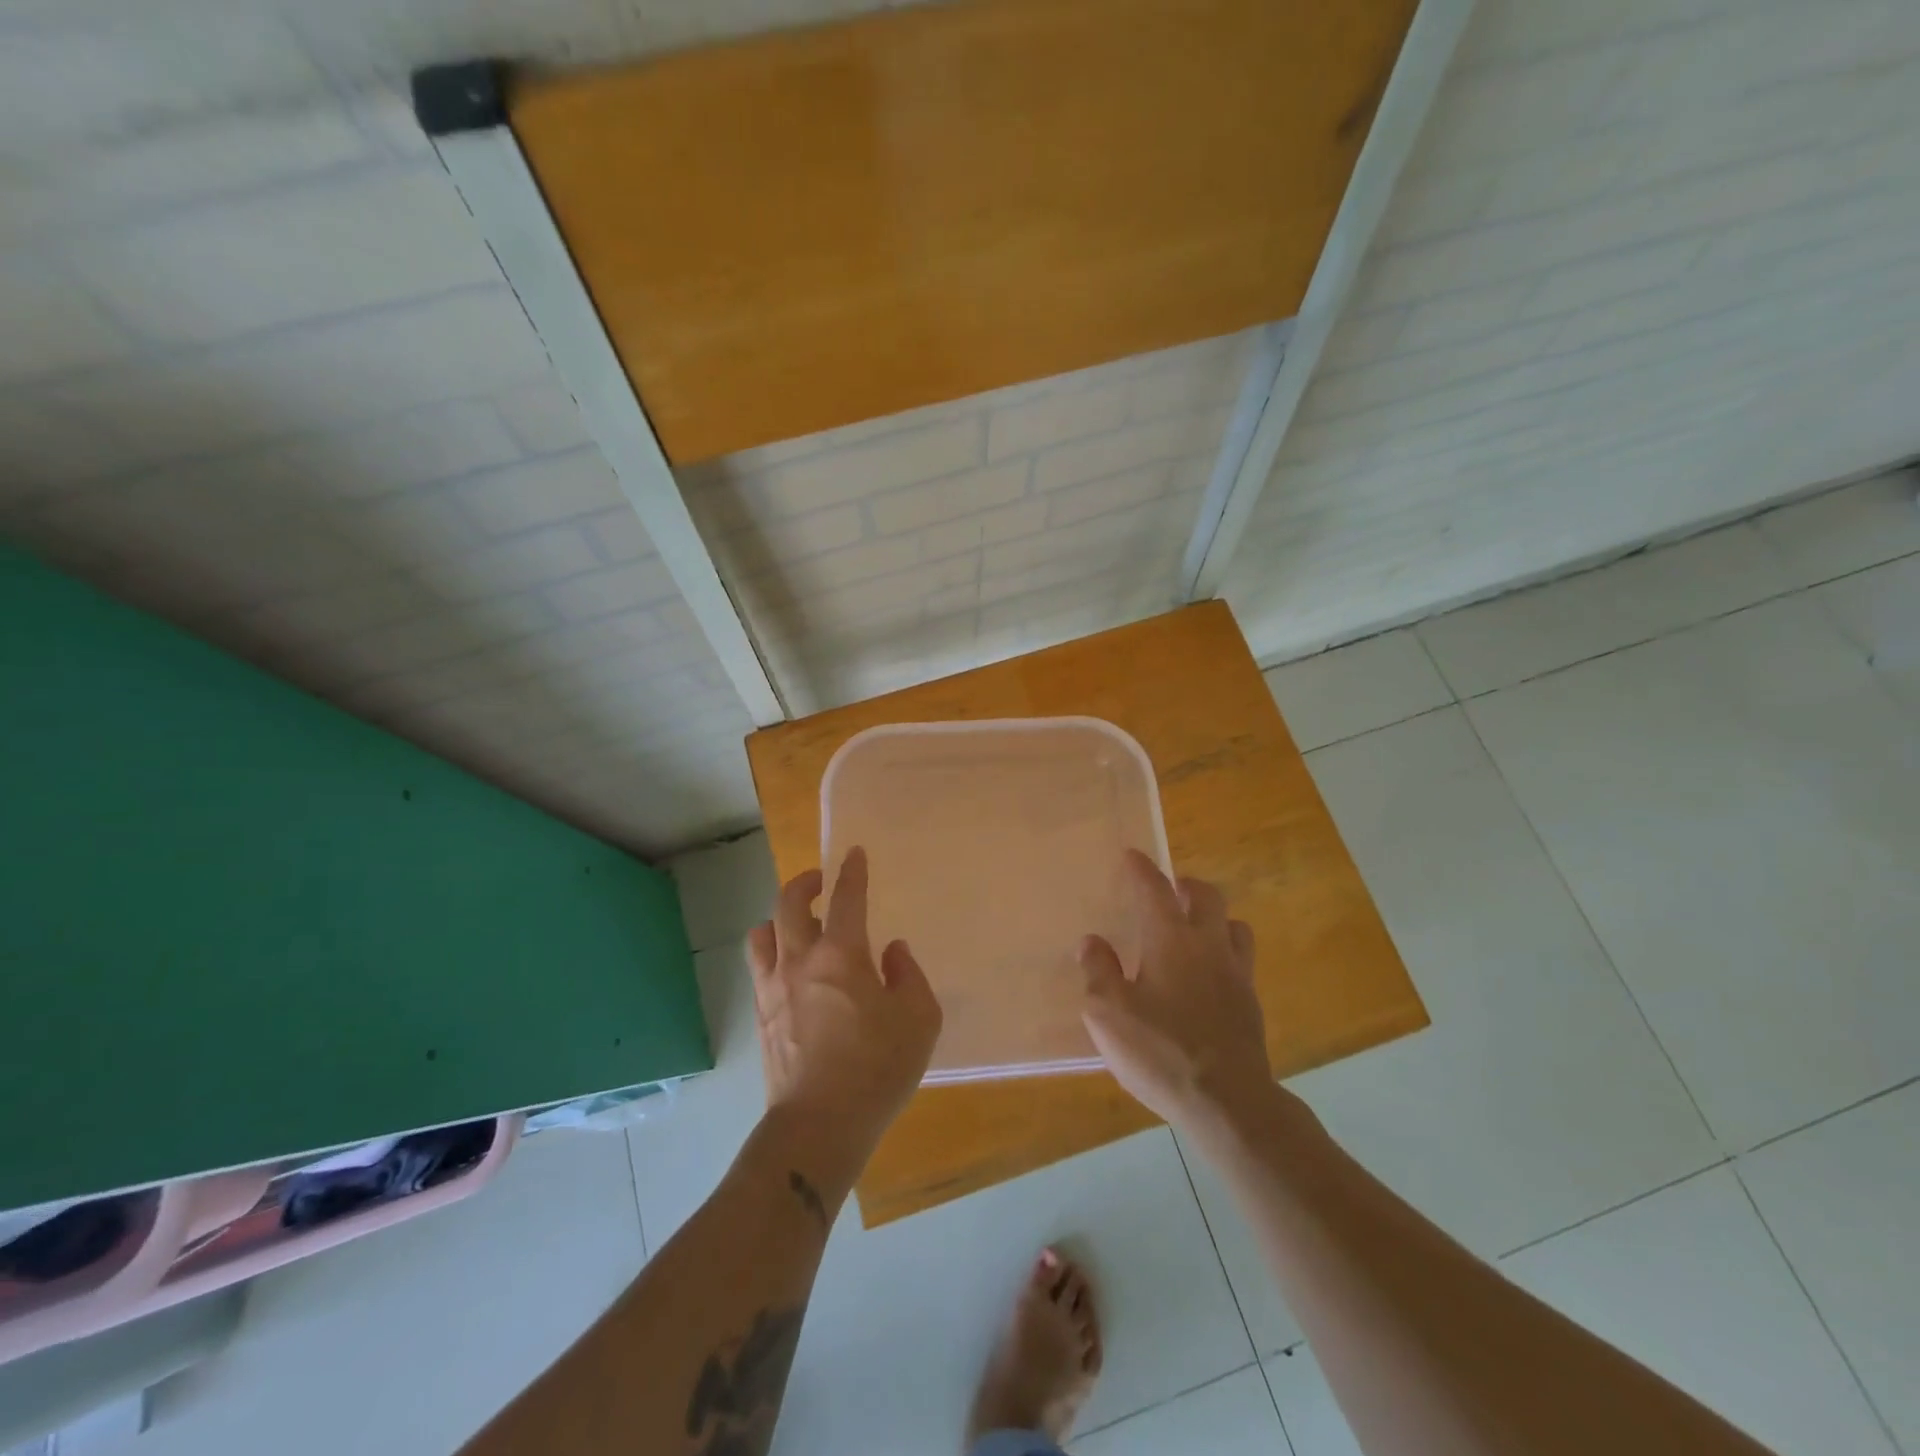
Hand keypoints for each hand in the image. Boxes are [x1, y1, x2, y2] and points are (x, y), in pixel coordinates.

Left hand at [747, 847, 942, 1171]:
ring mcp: (774, 988)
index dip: (852, 871)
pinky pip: (759, 967)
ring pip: (763, 933)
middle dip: (805, 882)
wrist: (818, 1125)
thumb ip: (909, 976)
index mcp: (842, 955)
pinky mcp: (761, 1016)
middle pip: (789, 903)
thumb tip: (892, 952)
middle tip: (820, 881)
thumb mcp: (919, 1020)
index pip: (847, 897)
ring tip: (796, 924)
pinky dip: (771, 952)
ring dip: (779, 918)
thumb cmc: (877, 1069)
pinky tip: (788, 968)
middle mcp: (800, 960)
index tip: (854, 854)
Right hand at [1079, 850, 1270, 1132]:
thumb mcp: (1108, 1013)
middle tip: (1170, 890)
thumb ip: (1098, 971)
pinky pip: (1241, 960)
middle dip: (1186, 885)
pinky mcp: (1251, 1004)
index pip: (1154, 889)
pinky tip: (1208, 976)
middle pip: (1207, 896)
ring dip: (1214, 918)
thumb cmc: (1160, 1051)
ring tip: (1194, 930)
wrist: (1228, 1102)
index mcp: (1171, 939)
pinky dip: (1224, 954)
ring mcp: (1236, 974)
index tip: (1132, 855)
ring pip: (1234, 926)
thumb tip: (1092, 941)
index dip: (1141, 869)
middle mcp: (1208, 945)